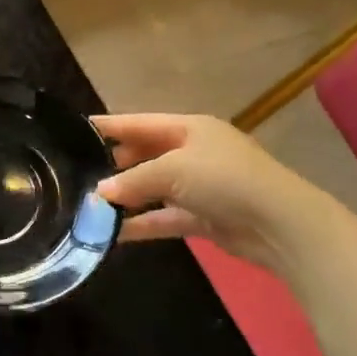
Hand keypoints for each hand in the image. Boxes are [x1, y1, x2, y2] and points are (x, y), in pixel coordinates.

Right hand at [92, 113, 324, 273]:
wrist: (280, 225)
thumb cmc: (225, 180)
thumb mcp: (173, 170)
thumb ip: (133, 180)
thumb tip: (99, 192)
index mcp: (190, 128)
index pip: (140, 123)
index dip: (110, 126)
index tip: (76, 129)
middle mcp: (193, 153)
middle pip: (146, 155)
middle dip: (115, 164)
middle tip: (79, 172)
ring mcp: (200, 186)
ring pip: (153, 188)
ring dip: (126, 197)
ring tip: (89, 204)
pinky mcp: (203, 217)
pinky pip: (163, 217)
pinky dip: (141, 223)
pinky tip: (112, 232)